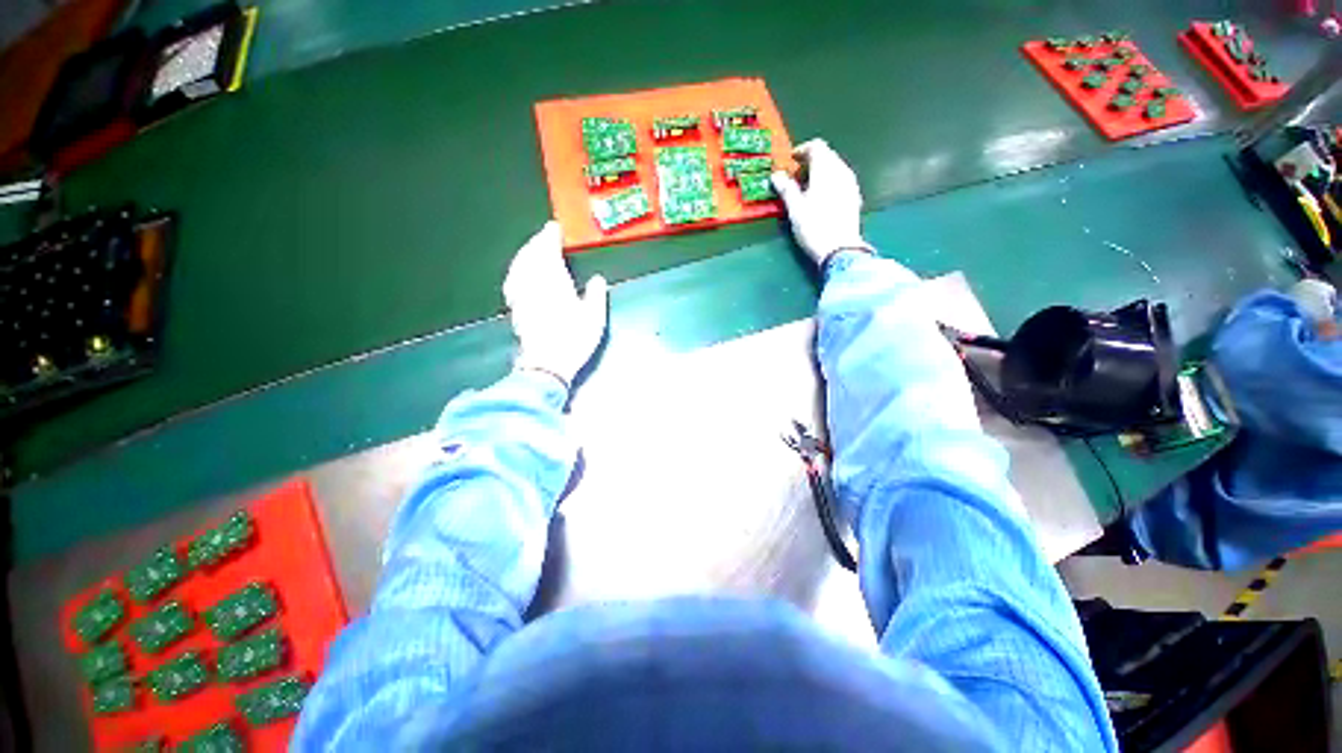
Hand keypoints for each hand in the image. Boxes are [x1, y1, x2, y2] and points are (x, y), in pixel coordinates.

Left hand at [503, 222, 608, 386]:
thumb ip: (595, 295)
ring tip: (532, 248)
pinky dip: (517, 270)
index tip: (554, 228)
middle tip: (544, 235)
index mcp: (554, 282)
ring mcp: (522, 295)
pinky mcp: (517, 307)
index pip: (548, 252)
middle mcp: (534, 284)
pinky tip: (519, 272)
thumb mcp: (594, 319)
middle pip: (530, 256)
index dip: (550, 237)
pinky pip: (513, 280)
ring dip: (525, 253)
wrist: (547, 364)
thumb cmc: (573, 340)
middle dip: (536, 242)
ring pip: (519, 266)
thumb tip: (597, 279)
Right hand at [771, 139, 871, 265]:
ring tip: (806, 189)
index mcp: (826, 169)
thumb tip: (776, 175)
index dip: (802, 150)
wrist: (840, 249)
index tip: (790, 162)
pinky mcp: (854, 197)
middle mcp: (841, 170)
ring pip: (835, 168)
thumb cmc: (814, 227)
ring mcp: (851, 183)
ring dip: (820, 172)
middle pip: (827, 156)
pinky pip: (840, 180)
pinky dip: (829, 182)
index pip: (816, 147)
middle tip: (796, 177)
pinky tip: (821, 199)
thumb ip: (786, 188)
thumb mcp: (795, 208)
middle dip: (811, 162)